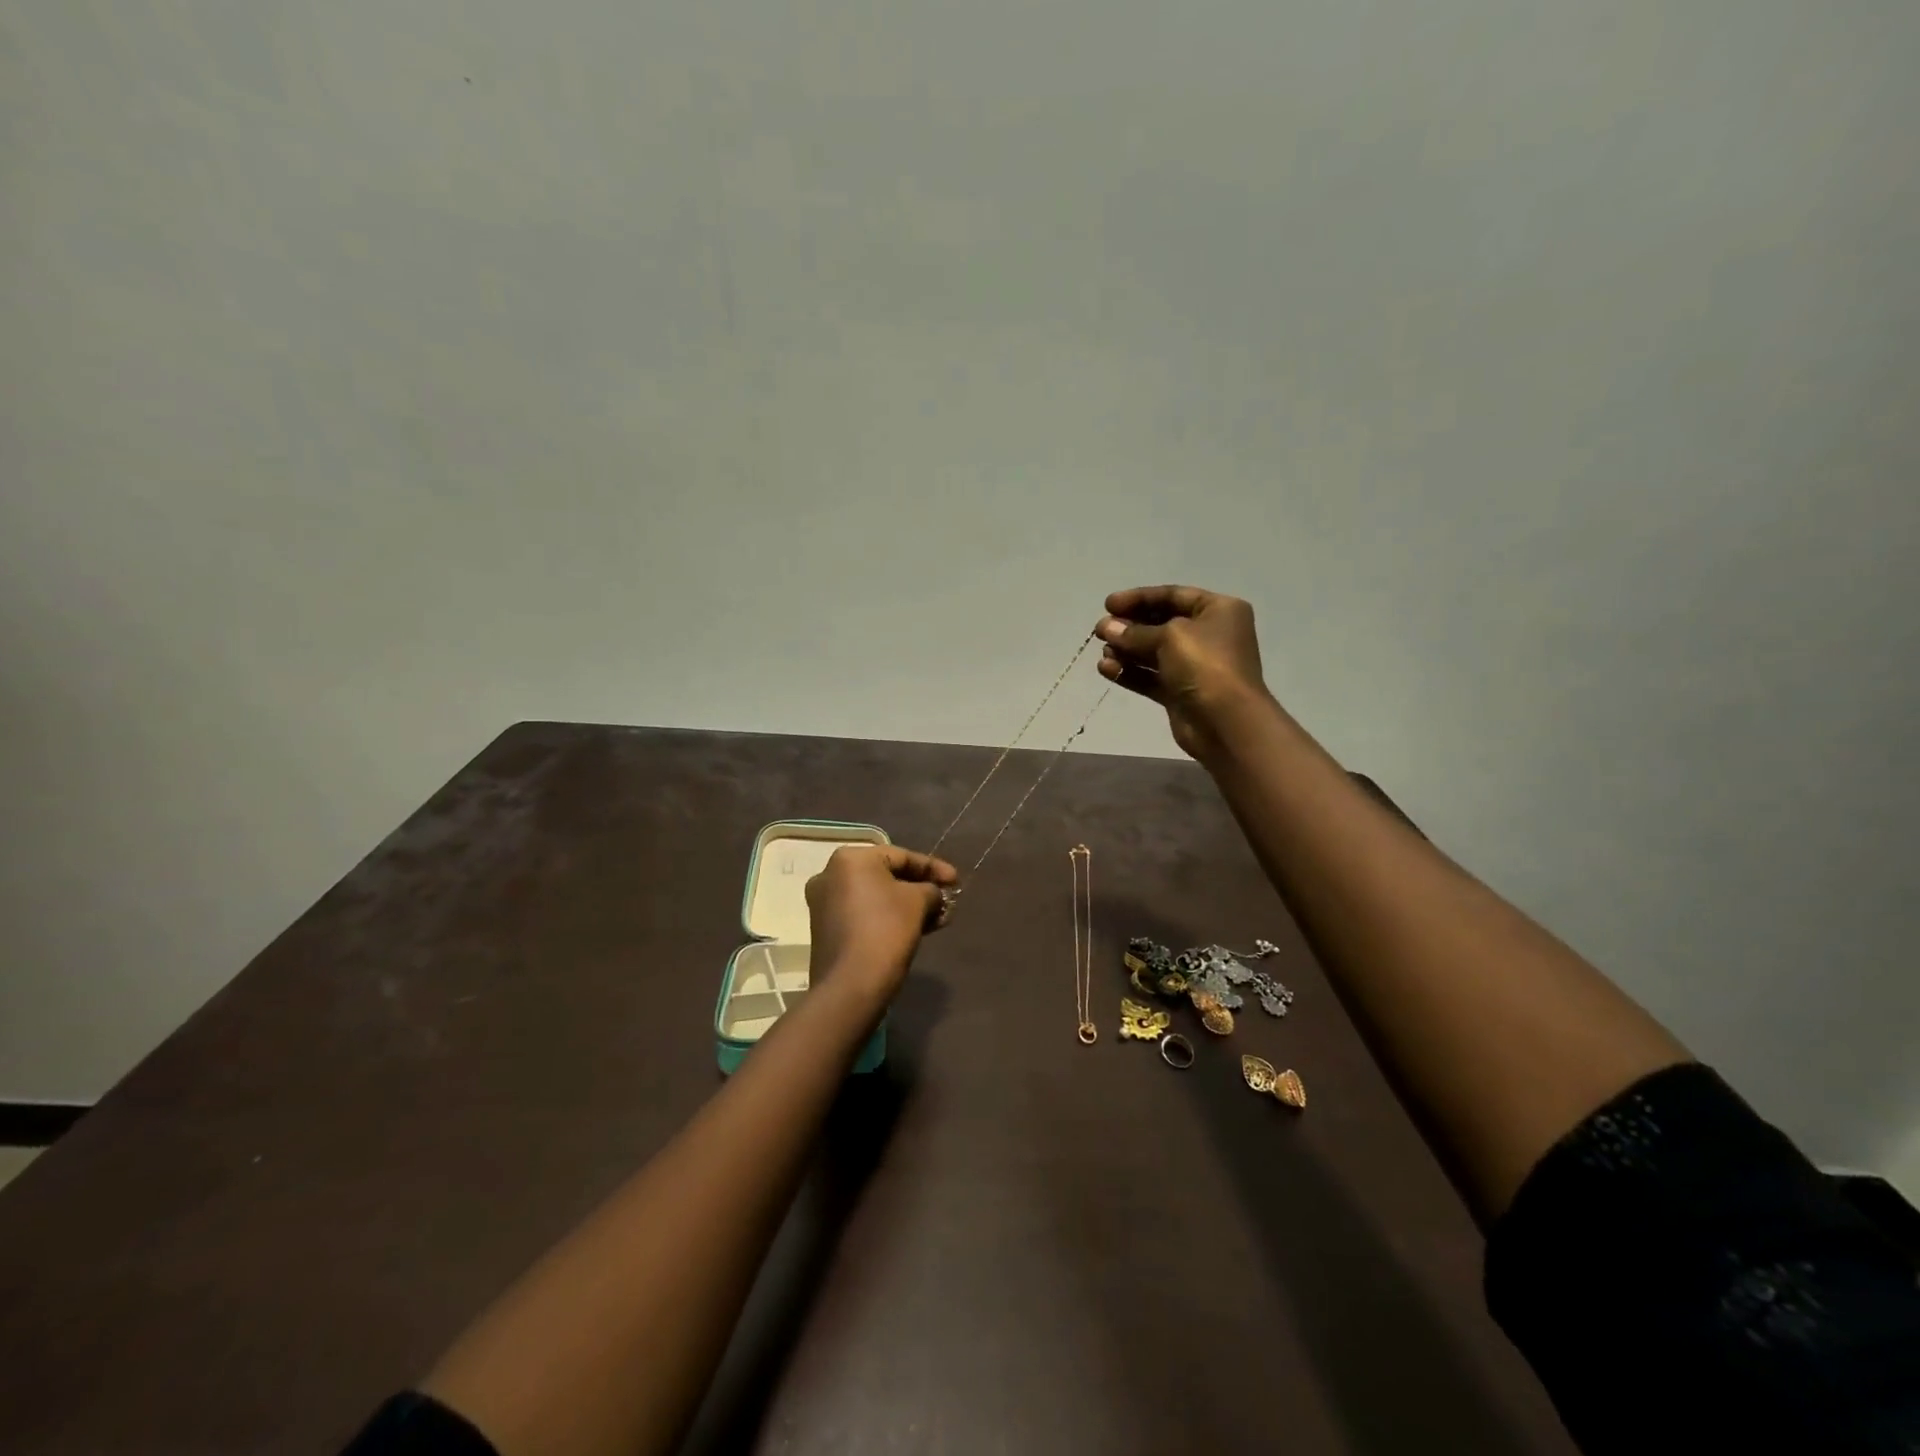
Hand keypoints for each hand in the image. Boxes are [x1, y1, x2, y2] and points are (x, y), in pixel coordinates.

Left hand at [805, 845, 958, 1007]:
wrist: (851, 986)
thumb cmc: (886, 931)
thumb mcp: (919, 902)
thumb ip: (931, 889)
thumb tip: (933, 895)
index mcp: (850, 858)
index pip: (901, 856)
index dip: (933, 867)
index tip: (956, 881)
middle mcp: (830, 875)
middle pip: (887, 876)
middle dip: (921, 889)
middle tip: (946, 901)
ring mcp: (824, 904)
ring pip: (876, 898)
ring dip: (908, 906)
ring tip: (937, 919)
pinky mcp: (826, 930)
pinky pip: (865, 914)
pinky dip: (889, 918)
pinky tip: (915, 929)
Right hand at [1096, 585, 1273, 760]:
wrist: (1225, 722)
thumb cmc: (1205, 665)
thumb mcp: (1169, 637)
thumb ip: (1134, 632)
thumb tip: (1107, 627)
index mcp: (1218, 610)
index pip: (1173, 595)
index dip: (1139, 597)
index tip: (1108, 604)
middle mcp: (1209, 635)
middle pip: (1161, 623)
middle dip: (1129, 626)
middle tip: (1100, 630)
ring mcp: (1195, 665)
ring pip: (1153, 652)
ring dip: (1126, 650)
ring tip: (1103, 653)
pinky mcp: (1181, 692)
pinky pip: (1151, 677)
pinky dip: (1130, 672)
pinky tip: (1106, 670)